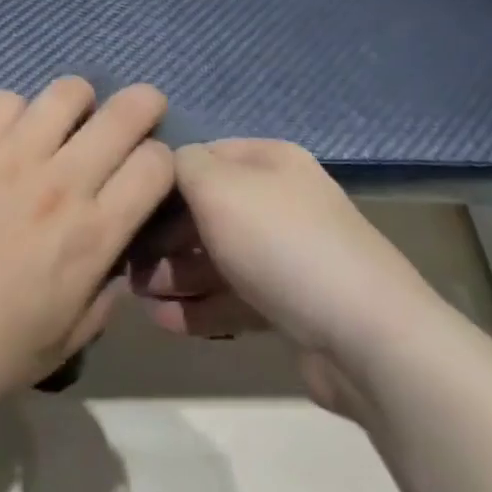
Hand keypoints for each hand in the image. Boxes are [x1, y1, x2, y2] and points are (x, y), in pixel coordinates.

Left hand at [0, 78, 173, 430]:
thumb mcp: (66, 342)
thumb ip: (105, 291)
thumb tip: (116, 250)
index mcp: (93, 235)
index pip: (157, 164)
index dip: (161, 162)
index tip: (146, 174)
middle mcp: (61, 183)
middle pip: (126, 112)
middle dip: (143, 107)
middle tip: (134, 118)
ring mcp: (10, 156)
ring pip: (68, 92)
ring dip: (79, 103)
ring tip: (66, 124)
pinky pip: (5, 100)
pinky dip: (16, 112)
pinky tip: (7, 139)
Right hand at [132, 140, 435, 371]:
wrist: (365, 334)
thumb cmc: (281, 243)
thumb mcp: (218, 187)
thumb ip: (182, 165)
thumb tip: (168, 164)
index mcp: (270, 162)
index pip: (204, 157)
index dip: (163, 178)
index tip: (126, 206)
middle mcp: (280, 201)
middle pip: (207, 211)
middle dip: (164, 236)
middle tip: (127, 264)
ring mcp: (288, 255)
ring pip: (217, 258)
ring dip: (175, 275)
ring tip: (138, 297)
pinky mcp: (291, 306)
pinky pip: (234, 298)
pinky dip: (199, 308)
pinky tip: (163, 322)